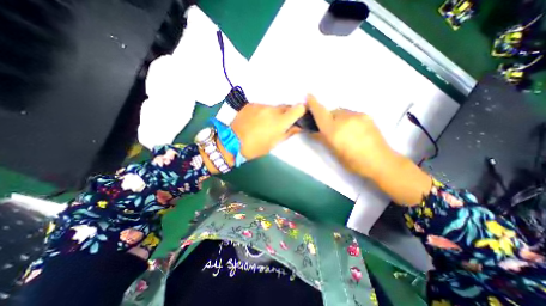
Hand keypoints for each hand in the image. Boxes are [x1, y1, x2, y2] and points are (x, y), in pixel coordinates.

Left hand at [230, 103, 306, 159]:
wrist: (232, 142)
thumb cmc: (256, 147)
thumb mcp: (274, 143)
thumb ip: (288, 133)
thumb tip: (298, 127)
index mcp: (280, 121)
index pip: (298, 108)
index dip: (300, 112)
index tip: (297, 117)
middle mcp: (272, 110)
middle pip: (285, 107)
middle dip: (286, 114)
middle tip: (279, 124)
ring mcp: (261, 105)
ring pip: (273, 107)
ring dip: (273, 113)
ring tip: (264, 123)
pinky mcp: (251, 104)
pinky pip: (262, 106)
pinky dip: (262, 112)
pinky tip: (255, 121)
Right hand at [306, 94, 430, 204]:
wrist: (380, 161)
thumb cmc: (352, 161)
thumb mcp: (333, 151)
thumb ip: (321, 138)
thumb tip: (313, 131)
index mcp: (334, 130)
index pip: (320, 113)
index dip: (313, 104)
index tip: (308, 95)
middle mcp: (344, 119)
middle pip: (331, 112)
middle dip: (328, 117)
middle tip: (330, 129)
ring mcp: (357, 115)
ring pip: (341, 112)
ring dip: (338, 118)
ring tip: (344, 130)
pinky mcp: (366, 115)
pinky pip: (351, 113)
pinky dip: (348, 119)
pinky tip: (353, 129)